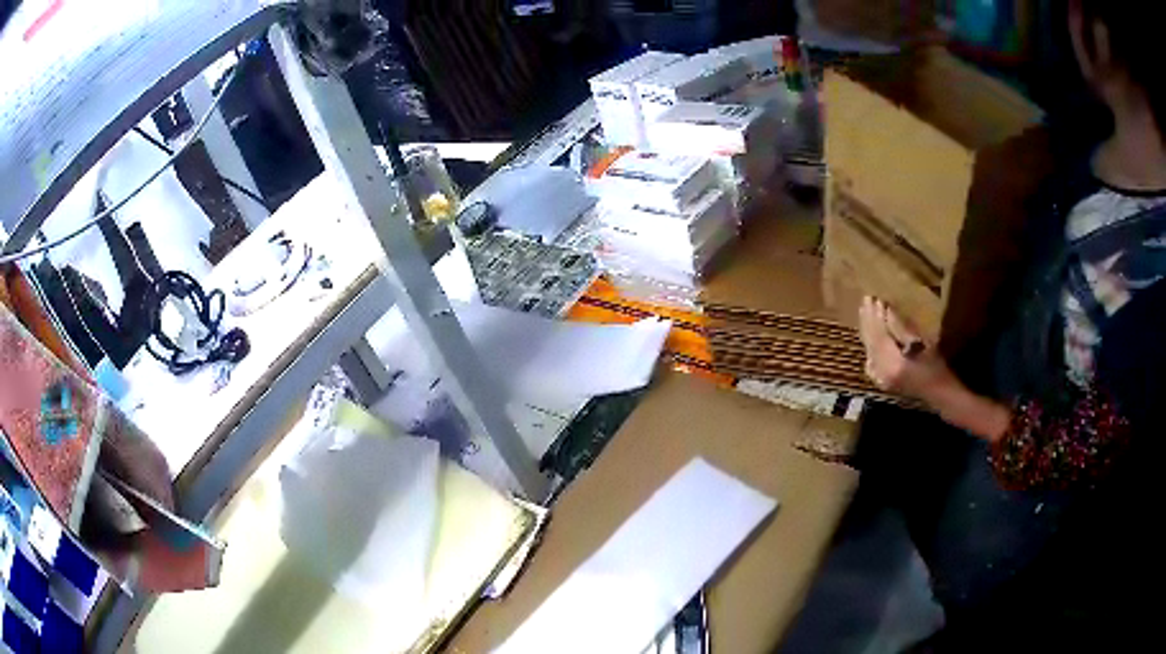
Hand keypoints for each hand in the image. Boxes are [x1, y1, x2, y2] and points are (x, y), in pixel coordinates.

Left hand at [858, 297, 958, 401]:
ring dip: (867, 330)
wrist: (940, 394)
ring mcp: (880, 379)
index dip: (876, 316)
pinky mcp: (882, 381)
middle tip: (866, 299)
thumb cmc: (936, 367)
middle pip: (871, 342)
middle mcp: (882, 373)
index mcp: (893, 365)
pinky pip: (870, 359)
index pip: (879, 336)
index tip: (875, 298)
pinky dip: (868, 344)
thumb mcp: (921, 344)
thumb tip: (887, 310)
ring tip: (864, 310)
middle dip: (868, 320)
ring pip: (869, 350)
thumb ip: (901, 329)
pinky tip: (866, 335)